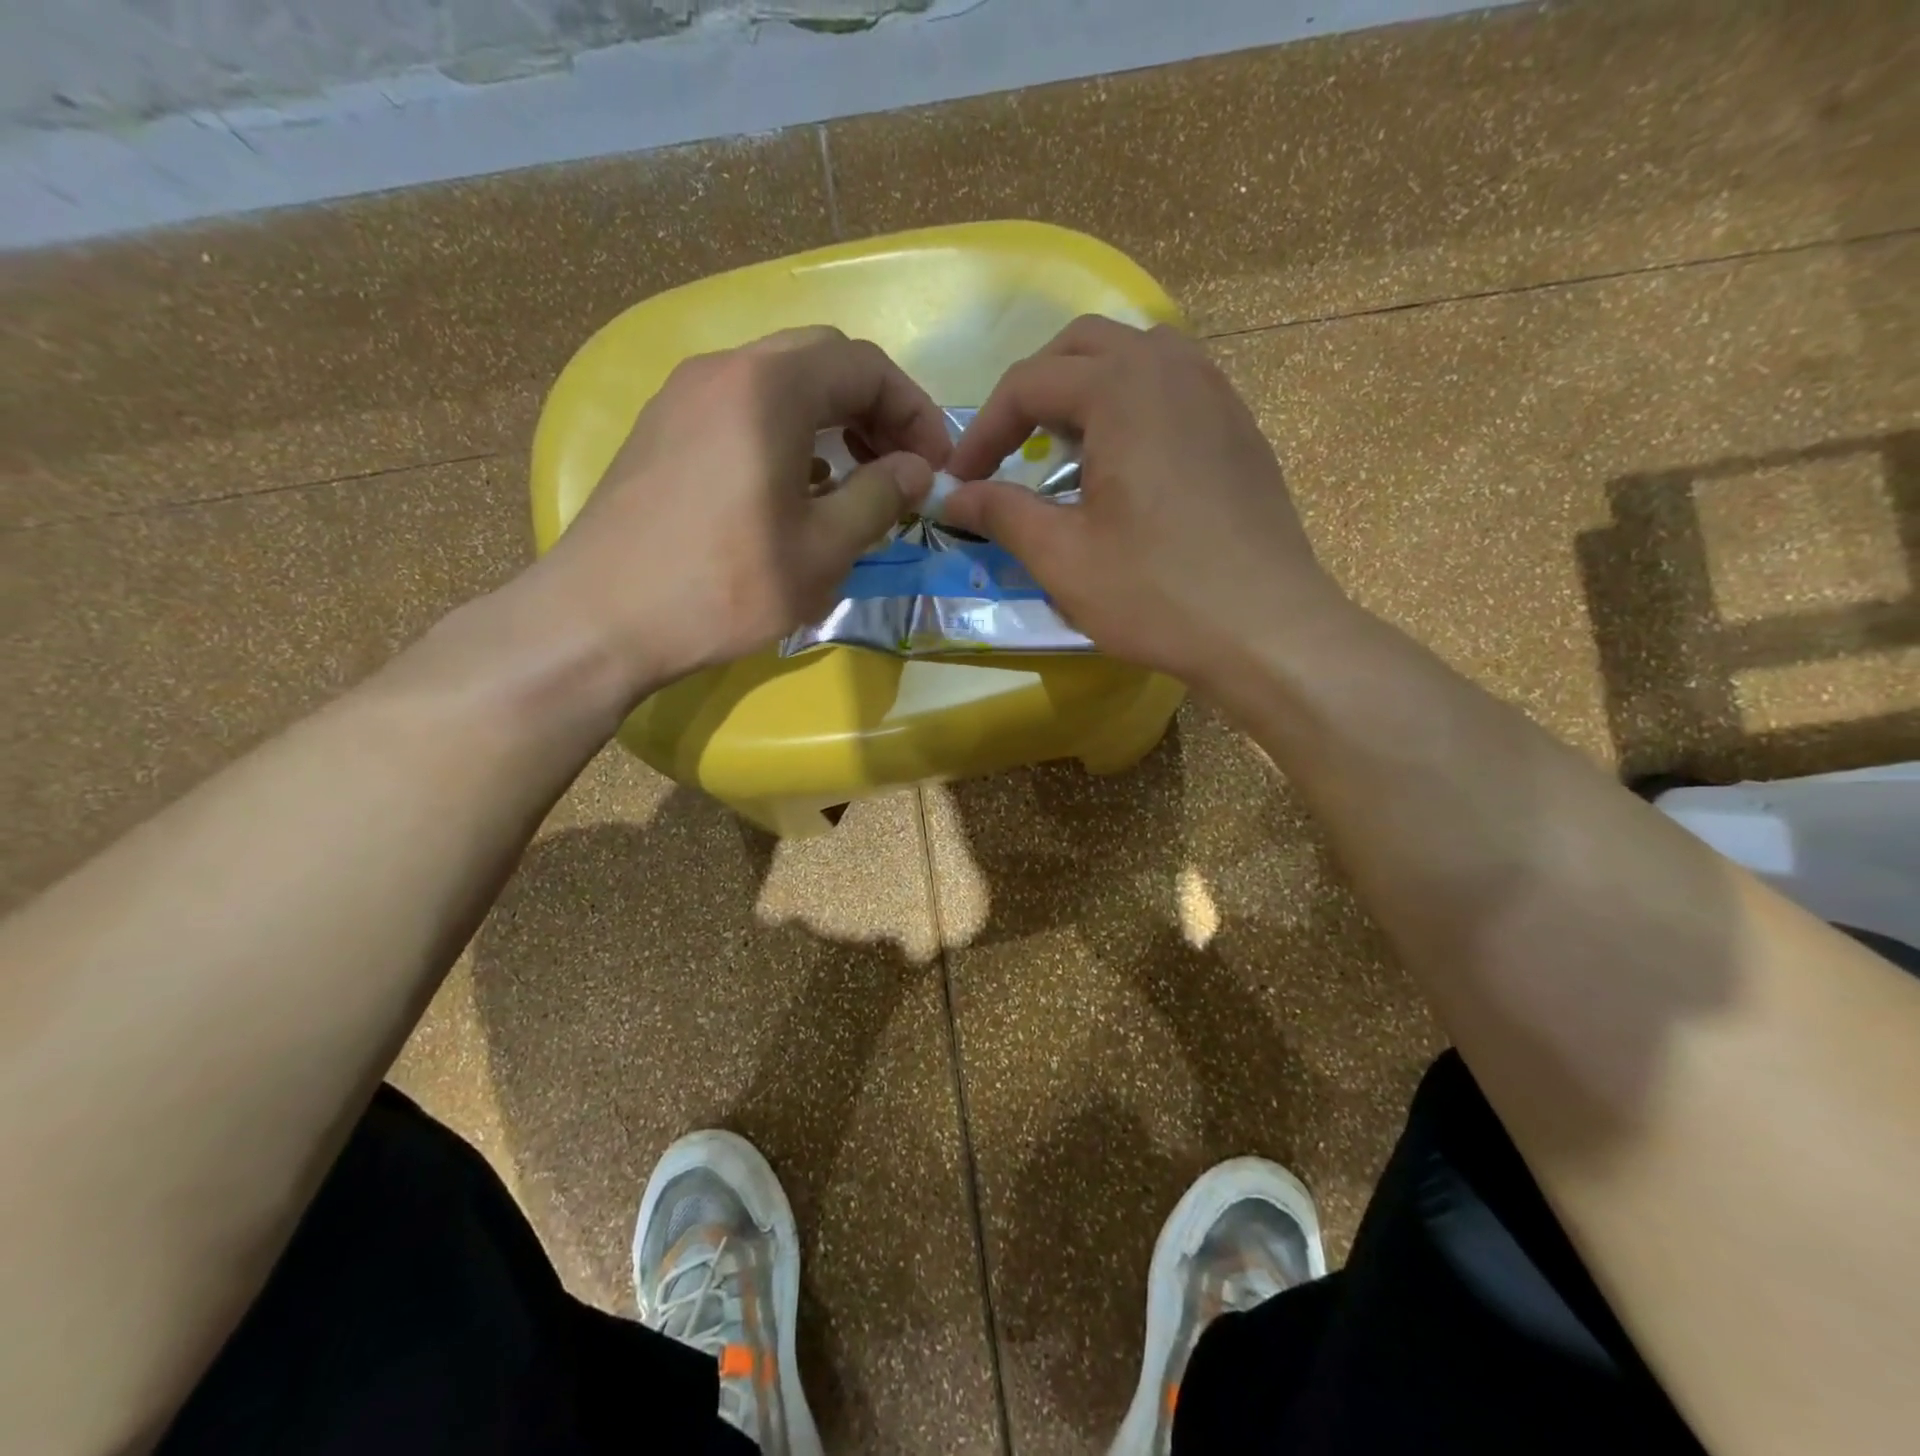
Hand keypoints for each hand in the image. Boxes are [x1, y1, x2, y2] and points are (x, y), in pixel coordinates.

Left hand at [529, 326, 949, 697]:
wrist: (600, 619)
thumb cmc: (725, 586)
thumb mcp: (823, 549)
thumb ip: (881, 497)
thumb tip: (918, 469)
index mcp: (770, 388)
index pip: (865, 365)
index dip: (914, 411)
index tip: (935, 464)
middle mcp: (724, 370)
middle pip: (822, 360)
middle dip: (874, 407)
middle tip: (899, 465)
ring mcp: (684, 397)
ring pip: (779, 382)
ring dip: (830, 419)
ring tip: (855, 479)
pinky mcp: (662, 430)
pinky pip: (742, 409)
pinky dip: (787, 433)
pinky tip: (796, 489)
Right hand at [943, 317, 1346, 685]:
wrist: (1267, 629)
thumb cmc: (1156, 593)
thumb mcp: (1062, 558)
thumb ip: (1001, 513)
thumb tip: (953, 497)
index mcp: (1122, 389)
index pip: (1029, 383)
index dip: (983, 431)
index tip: (959, 481)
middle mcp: (1173, 369)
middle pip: (1083, 347)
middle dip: (1033, 391)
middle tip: (1009, 449)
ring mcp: (1217, 394)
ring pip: (1136, 356)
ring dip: (1087, 388)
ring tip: (1066, 447)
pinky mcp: (1240, 428)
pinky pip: (1176, 385)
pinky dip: (1133, 404)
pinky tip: (1126, 461)